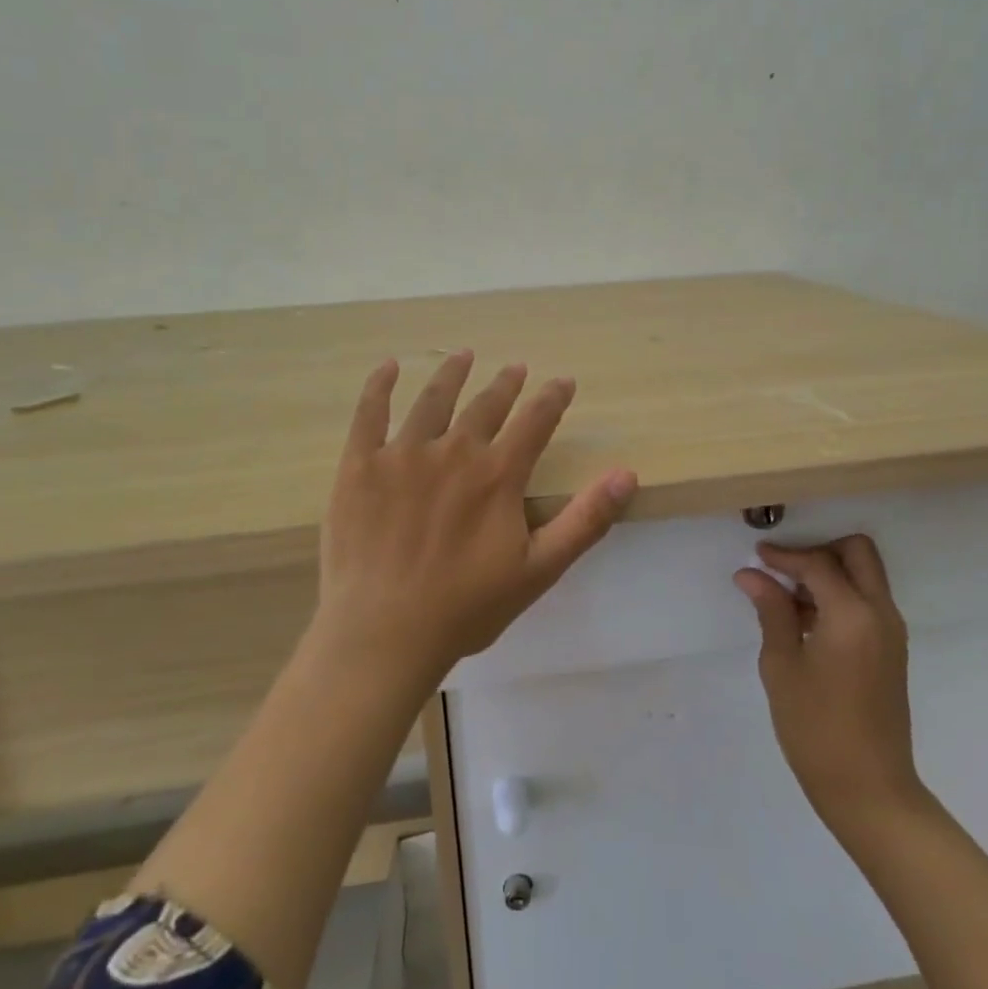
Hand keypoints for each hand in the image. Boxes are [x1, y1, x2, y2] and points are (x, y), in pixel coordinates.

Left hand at [311, 351, 638, 692]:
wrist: (384, 633)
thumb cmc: (467, 607)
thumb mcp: (540, 569)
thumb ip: (586, 519)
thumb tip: (626, 474)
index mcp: (498, 475)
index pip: (535, 422)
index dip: (553, 398)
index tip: (563, 381)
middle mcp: (454, 451)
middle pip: (486, 405)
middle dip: (506, 384)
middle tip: (516, 367)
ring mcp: (403, 454)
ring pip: (433, 400)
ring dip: (452, 374)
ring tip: (464, 355)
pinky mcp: (360, 465)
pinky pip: (370, 414)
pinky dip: (380, 386)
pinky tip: (389, 367)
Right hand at [735, 535, 929, 845]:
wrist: (869, 790)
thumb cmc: (816, 728)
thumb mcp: (782, 666)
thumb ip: (772, 611)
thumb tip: (751, 574)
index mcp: (852, 614)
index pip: (818, 563)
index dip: (784, 556)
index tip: (755, 557)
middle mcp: (880, 612)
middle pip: (857, 552)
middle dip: (819, 550)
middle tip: (783, 569)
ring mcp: (891, 631)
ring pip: (865, 575)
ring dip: (829, 573)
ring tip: (787, 597)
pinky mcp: (891, 649)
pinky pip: (867, 601)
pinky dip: (840, 594)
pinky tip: (806, 620)